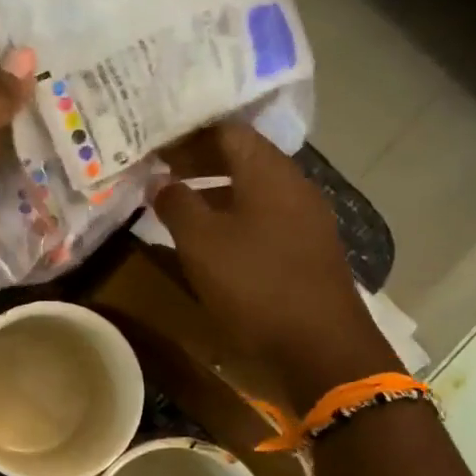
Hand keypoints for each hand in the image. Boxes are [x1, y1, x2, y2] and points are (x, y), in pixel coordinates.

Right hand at [154, 122, 398, 408]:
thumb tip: (160, 181)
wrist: (320, 345)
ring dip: (214, 191)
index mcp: (268, 172)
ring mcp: (305, 217)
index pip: (226, 130)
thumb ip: (177, 204)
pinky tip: (211, 241)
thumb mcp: (201, 243)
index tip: (155, 144)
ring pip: (252, 188)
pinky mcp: (307, 248)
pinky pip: (264, 216)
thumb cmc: (255, 284)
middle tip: (160, 172)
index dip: (188, 133)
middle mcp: (292, 185)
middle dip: (198, 160)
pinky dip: (233, 216)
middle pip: (242, 156)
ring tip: (177, 206)